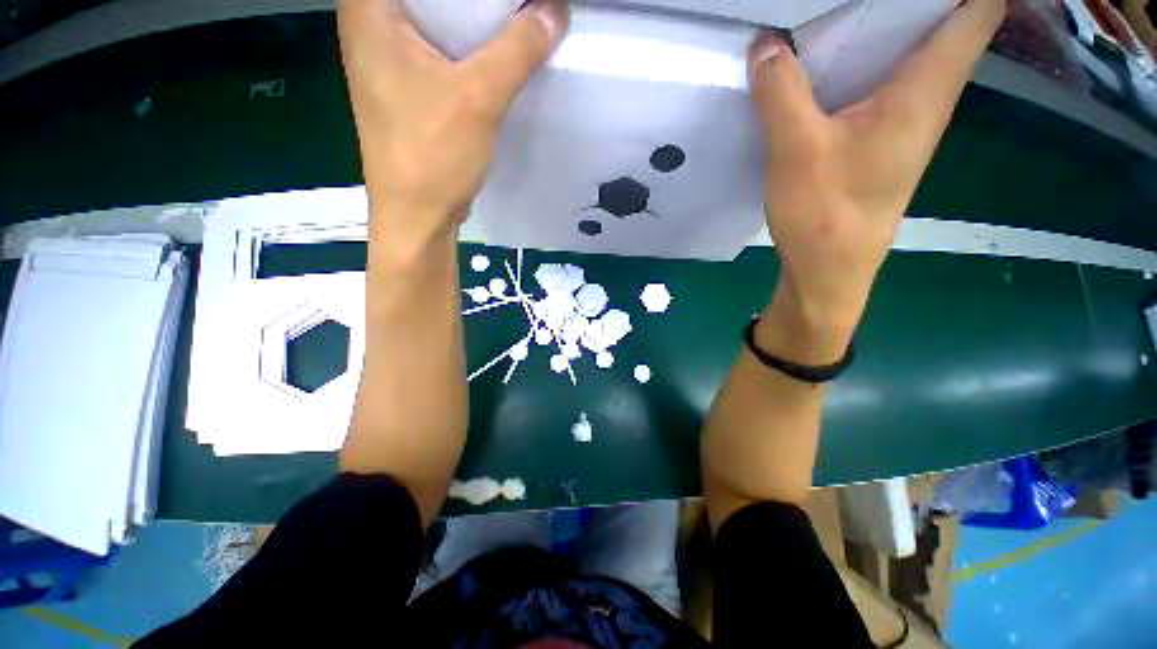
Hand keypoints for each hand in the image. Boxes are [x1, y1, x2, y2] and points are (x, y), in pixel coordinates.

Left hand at [338, 0, 569, 258]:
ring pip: (437, 20)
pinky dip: (469, 48)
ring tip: (513, 17)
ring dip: (475, 21)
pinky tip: (497, 52)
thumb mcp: (479, 97)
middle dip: (474, 1)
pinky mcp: (407, 87)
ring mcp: (388, 59)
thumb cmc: (433, 153)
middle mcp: (371, 25)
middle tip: (514, 3)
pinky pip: (440, 50)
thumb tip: (555, 10)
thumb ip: (518, 48)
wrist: (419, 215)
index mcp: (369, 8)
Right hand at [748, 0, 1006, 357]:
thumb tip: (766, 44)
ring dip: (884, 23)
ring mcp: (904, 121)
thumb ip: (782, 92)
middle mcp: (927, 97)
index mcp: (926, 87)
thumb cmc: (826, 214)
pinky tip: (829, 63)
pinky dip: (863, 61)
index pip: (980, 7)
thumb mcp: (796, 149)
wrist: (829, 270)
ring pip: (910, 50)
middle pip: (943, 19)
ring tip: (841, 12)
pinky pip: (882, 82)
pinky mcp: (879, 141)